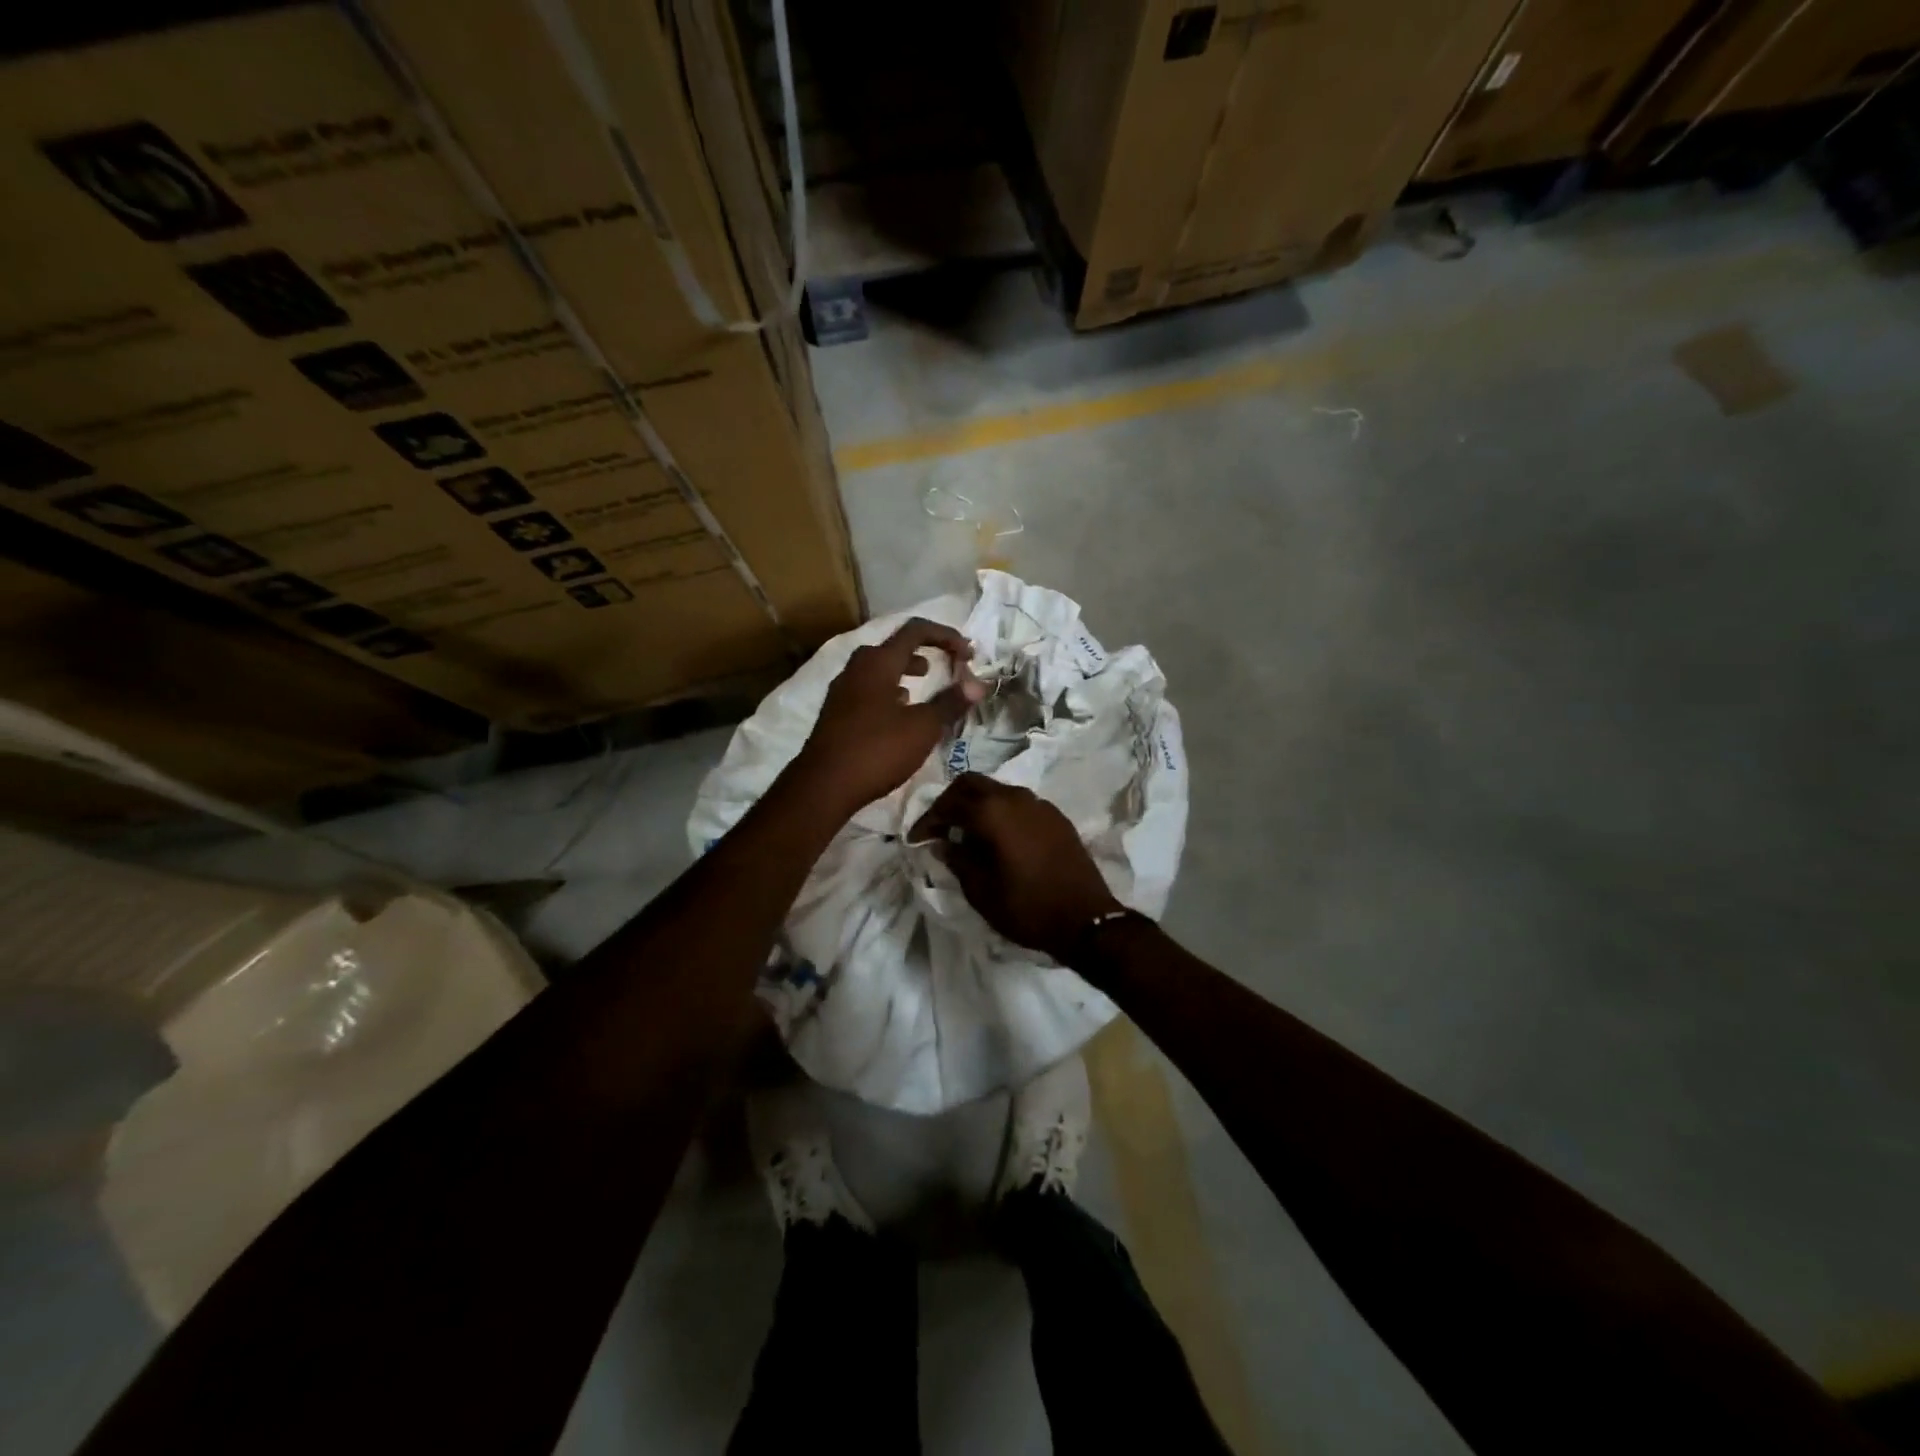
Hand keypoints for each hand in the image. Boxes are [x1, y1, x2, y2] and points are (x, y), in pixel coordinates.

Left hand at [791, 618, 985, 813]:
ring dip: (904, 670)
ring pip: (878, 668)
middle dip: (924, 651)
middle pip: (893, 646)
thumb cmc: (877, 750)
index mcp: (878, 663)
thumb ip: (950, 702)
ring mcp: (842, 691)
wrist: (823, 786)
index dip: (945, 635)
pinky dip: (888, 690)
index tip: (968, 653)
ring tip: (923, 684)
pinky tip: (898, 712)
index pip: (915, 630)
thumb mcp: (922, 728)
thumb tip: (978, 684)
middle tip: (946, 665)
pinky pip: (867, 689)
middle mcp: (856, 669)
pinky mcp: (836, 712)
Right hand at [908, 773, 1122, 960]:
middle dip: (950, 801)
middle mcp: (1015, 798)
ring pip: (997, 790)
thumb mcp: (981, 891)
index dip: (927, 820)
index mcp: (992, 812)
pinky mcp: (1056, 817)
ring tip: (966, 834)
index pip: (948, 804)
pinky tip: (998, 839)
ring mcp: (1039, 804)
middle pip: (972, 783)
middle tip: (939, 827)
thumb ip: (957, 860)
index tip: (916, 839)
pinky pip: (1019, 803)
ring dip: (977, 805)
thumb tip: (942, 843)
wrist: (1086, 919)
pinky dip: (1000, 812)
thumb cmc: (1027, 908)